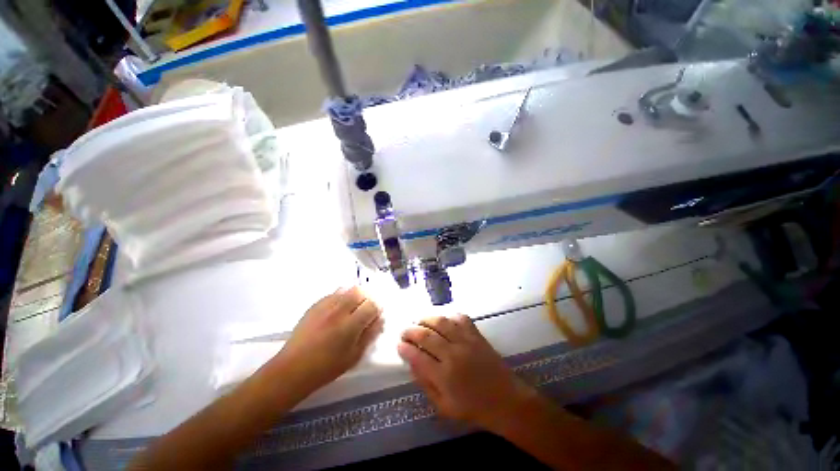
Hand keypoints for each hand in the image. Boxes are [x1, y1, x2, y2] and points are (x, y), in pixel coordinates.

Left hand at [275, 287, 383, 394]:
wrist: (293, 368)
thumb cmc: (326, 367)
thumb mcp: (354, 356)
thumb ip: (370, 335)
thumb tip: (379, 320)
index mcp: (350, 325)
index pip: (372, 305)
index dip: (377, 310)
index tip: (375, 317)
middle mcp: (338, 311)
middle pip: (360, 291)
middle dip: (367, 299)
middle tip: (365, 311)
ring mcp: (325, 306)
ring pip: (347, 289)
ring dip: (355, 296)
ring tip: (352, 308)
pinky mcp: (315, 305)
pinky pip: (334, 293)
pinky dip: (342, 297)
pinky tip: (339, 309)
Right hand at [397, 315, 535, 431]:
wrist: (507, 401)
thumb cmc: (474, 408)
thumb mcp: (445, 407)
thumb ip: (426, 385)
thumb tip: (412, 365)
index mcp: (444, 376)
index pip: (417, 356)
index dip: (405, 349)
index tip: (399, 345)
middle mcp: (452, 354)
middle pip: (426, 335)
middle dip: (411, 331)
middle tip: (405, 332)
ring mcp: (466, 341)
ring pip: (441, 322)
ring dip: (426, 319)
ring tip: (419, 321)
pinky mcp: (476, 335)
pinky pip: (461, 318)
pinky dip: (450, 316)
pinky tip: (444, 320)